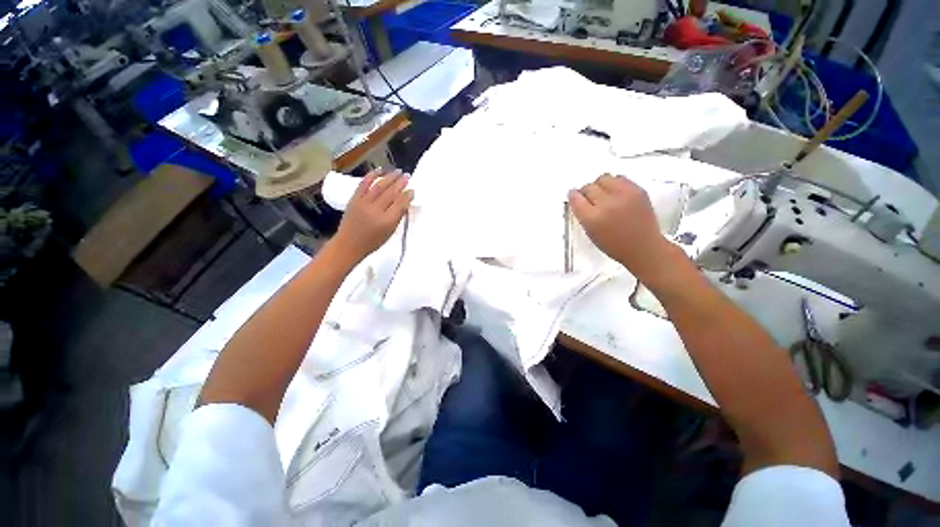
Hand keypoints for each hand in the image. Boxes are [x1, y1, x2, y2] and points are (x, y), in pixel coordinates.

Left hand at [331, 168, 412, 263]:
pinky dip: (372, 176)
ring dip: (389, 177)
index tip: (412, 190)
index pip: (400, 204)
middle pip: (391, 193)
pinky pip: (363, 184)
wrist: (349, 244)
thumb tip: (405, 202)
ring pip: (379, 186)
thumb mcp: (390, 232)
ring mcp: (364, 203)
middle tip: (407, 176)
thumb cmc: (373, 242)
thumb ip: (398, 216)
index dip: (407, 195)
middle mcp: (376, 210)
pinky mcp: (354, 199)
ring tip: (398, 171)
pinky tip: (379, 170)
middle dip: (400, 183)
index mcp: (387, 221)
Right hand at [569, 174, 671, 279]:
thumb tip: (577, 198)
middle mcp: (606, 204)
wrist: (643, 247)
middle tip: (590, 199)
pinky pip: (620, 178)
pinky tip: (616, 194)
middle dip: (586, 192)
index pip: (576, 198)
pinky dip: (615, 183)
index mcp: (592, 218)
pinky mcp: (637, 190)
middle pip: (589, 187)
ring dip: (600, 185)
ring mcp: (623, 195)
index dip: (573, 196)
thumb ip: (582, 214)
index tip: (575, 197)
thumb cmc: (614, 245)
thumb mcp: (591, 232)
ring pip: (604, 178)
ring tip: (604, 194)